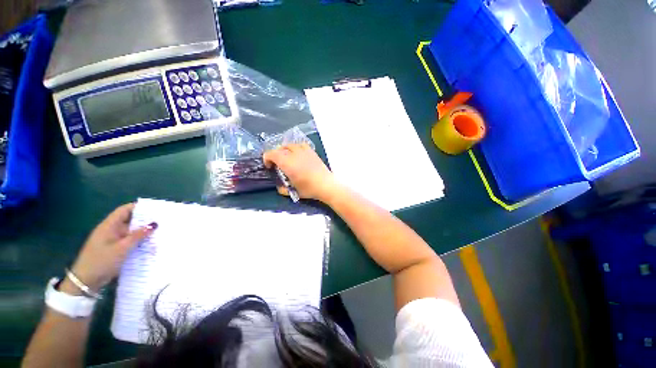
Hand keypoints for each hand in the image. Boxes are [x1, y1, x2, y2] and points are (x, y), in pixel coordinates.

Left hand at [61, 204, 155, 294]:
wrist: (86, 281)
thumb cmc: (102, 260)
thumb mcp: (122, 248)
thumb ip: (138, 235)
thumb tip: (154, 224)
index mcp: (109, 225)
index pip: (125, 210)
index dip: (139, 207)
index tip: (155, 209)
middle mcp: (111, 230)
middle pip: (129, 220)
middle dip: (145, 220)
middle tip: (162, 221)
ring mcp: (112, 240)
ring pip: (130, 231)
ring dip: (143, 232)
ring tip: (160, 232)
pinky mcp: (114, 249)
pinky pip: (129, 241)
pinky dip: (138, 241)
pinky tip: (150, 244)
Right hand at [263, 144, 338, 201]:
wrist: (326, 185)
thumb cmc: (309, 189)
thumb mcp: (294, 192)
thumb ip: (283, 189)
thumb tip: (280, 187)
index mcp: (287, 163)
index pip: (271, 154)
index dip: (267, 158)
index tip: (269, 166)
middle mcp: (294, 154)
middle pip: (280, 148)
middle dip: (275, 155)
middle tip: (277, 164)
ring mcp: (304, 151)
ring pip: (290, 145)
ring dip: (284, 150)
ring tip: (286, 157)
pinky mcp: (312, 152)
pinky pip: (301, 145)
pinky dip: (296, 148)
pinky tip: (298, 154)